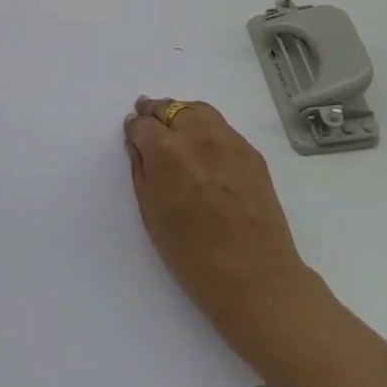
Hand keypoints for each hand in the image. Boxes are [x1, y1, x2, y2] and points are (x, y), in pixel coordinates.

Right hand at [124, 96, 315, 354]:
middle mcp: (197, 135)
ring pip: (198, 110)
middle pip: (170, 108)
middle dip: (155, 113)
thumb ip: (142, 172)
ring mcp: (228, 140)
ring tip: (174, 127)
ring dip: (181, 114)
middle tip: (147, 119)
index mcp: (167, 151)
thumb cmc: (192, 256)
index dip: (134, 129)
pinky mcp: (251, 151)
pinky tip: (203, 146)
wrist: (255, 278)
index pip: (143, 125)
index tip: (132, 135)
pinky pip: (222, 127)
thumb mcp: (152, 214)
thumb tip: (138, 146)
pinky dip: (206, 127)